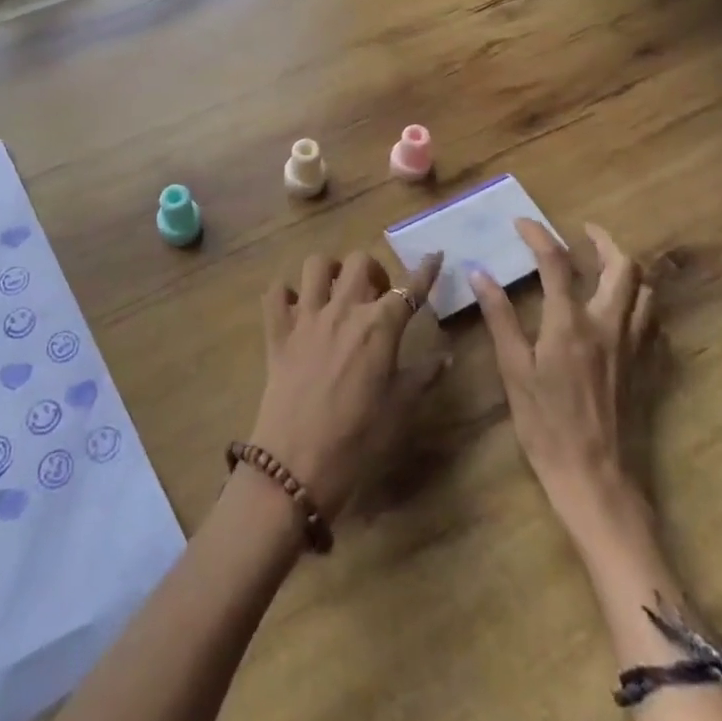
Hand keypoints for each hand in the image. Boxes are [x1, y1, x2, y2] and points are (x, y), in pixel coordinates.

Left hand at [249, 252, 446, 518]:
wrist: (297, 464)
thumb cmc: (358, 440)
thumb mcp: (401, 409)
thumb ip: (424, 376)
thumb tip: (446, 355)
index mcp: (379, 326)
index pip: (409, 289)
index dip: (425, 271)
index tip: (435, 256)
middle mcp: (343, 310)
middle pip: (359, 262)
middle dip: (373, 269)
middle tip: (377, 293)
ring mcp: (306, 317)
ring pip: (316, 265)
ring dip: (330, 271)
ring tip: (336, 291)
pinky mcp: (277, 332)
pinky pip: (275, 293)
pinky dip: (285, 293)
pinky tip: (295, 307)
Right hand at [472, 220, 654, 538]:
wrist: (596, 479)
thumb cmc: (546, 426)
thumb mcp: (514, 371)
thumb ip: (499, 318)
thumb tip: (479, 273)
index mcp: (570, 323)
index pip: (557, 261)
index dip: (539, 235)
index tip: (523, 223)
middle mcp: (608, 324)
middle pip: (623, 266)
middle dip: (604, 240)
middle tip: (584, 233)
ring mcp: (634, 345)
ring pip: (645, 290)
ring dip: (627, 268)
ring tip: (605, 264)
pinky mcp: (647, 367)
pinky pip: (654, 321)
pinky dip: (640, 302)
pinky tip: (623, 310)